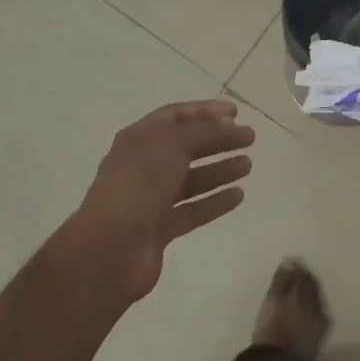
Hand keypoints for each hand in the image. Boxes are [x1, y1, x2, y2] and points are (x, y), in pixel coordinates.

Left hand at [59, 99, 255, 305]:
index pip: (175, 116)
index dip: (205, 111)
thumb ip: (203, 132)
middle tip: (250, 138)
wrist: (110, 249)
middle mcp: (143, 165)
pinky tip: (238, 196)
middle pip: (186, 146)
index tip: (236, 112)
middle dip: (218, 140)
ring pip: (191, 179)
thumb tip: (228, 126)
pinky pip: (192, 209)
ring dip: (219, 170)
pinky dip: (214, 202)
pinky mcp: (159, 228)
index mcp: (138, 139)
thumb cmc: (138, 185)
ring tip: (248, 165)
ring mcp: (150, 198)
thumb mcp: (172, 146)